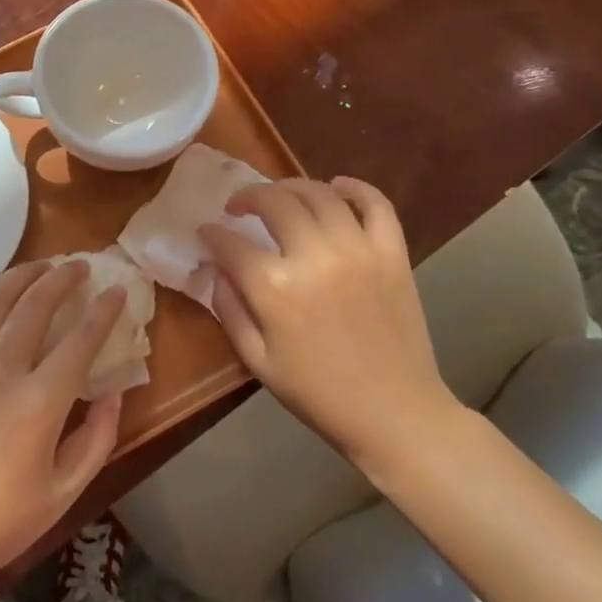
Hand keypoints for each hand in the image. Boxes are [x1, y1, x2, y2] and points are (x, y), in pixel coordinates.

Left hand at [0, 260, 127, 598]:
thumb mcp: (64, 492)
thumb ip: (96, 438)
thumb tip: (113, 393)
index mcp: (38, 399)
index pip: (80, 339)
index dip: (104, 311)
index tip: (118, 290)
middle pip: (35, 305)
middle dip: (62, 278)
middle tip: (78, 265)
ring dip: (19, 277)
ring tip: (39, 266)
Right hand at [199, 177, 461, 474]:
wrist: (395, 414)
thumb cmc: (318, 393)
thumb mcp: (256, 360)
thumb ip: (229, 307)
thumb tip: (215, 268)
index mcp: (275, 287)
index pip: (231, 242)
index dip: (212, 233)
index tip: (206, 232)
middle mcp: (314, 256)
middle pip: (273, 201)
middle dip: (247, 197)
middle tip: (238, 206)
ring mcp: (358, 250)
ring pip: (318, 193)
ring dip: (290, 186)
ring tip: (279, 196)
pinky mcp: (392, 253)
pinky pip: (375, 204)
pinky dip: (354, 188)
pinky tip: (336, 187)